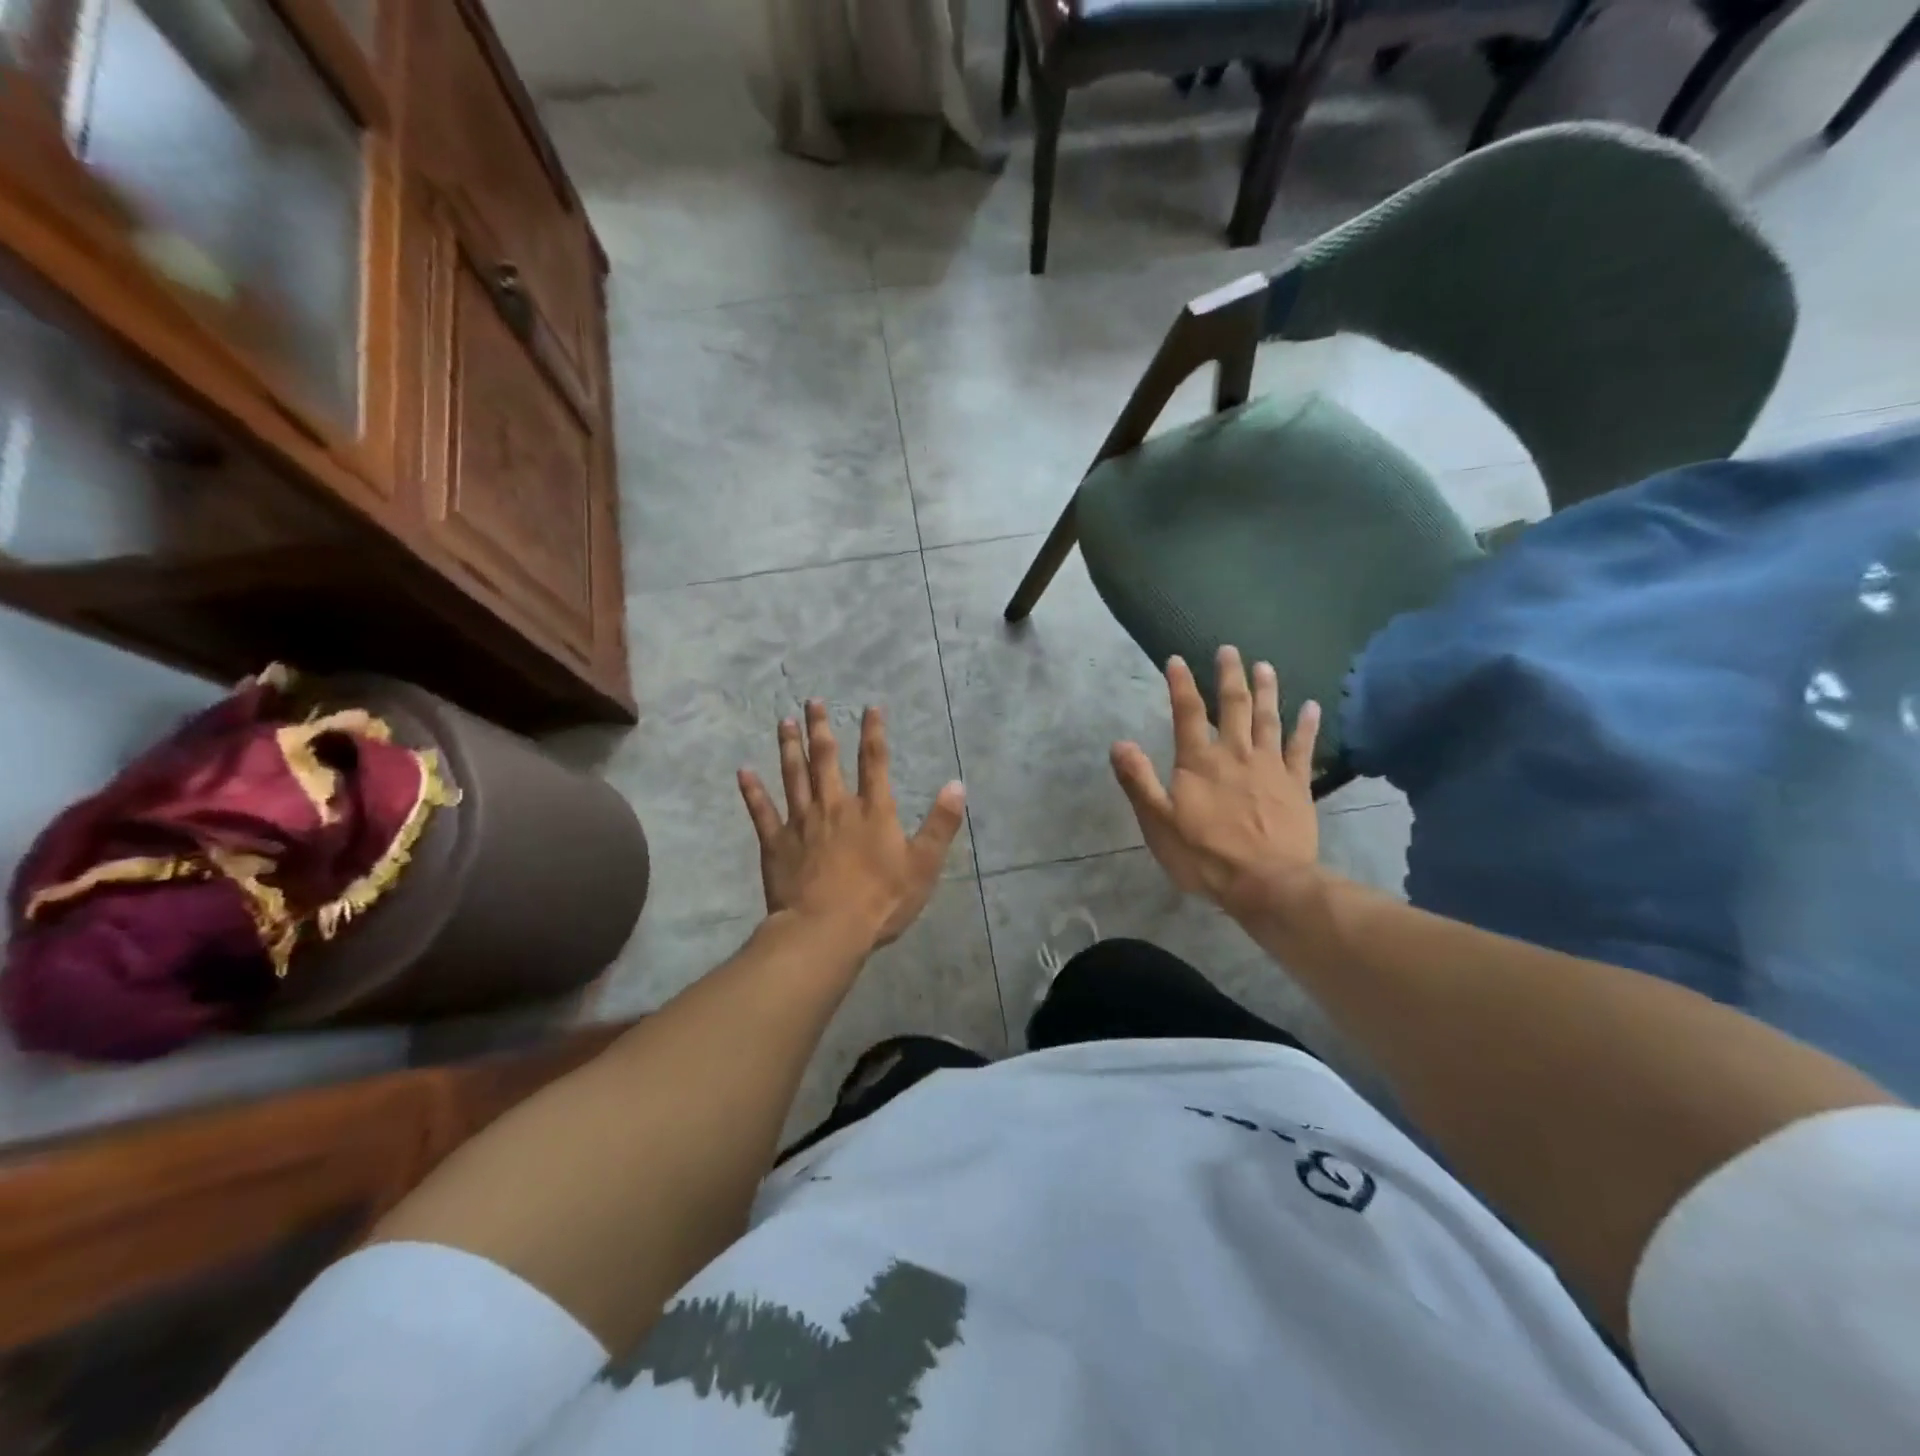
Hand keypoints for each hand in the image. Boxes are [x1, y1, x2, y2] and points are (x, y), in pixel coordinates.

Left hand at [738, 700, 965, 951]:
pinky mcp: (776, 843)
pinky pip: (762, 811)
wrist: (825, 930)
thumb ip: (941, 824)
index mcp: (871, 810)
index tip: (870, 707)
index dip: (873, 731)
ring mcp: (801, 823)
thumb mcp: (923, 865)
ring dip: (789, 747)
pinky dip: (752, 791)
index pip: (874, 761)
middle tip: (812, 701)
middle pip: (826, 759)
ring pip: (793, 776)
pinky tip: (744, 771)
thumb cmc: (880, 901)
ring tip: (784, 722)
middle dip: (821, 728)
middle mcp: (835, 806)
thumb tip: (957, 784)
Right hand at [1111, 647, 1322, 920]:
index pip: (1187, 712)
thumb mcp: (1157, 822)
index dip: (1181, 684)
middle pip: (1234, 705)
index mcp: (1199, 761)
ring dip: (1266, 690)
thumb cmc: (1204, 855)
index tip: (1177, 659)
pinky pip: (1302, 747)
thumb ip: (1139, 780)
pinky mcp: (1296, 784)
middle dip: (1229, 675)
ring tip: (1265, 666)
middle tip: (1229, 650)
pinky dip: (1306, 725)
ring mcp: (1270, 766)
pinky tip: (1310, 706)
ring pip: (1269, 718)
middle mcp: (1235, 753)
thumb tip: (1119, 743)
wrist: (1266, 883)